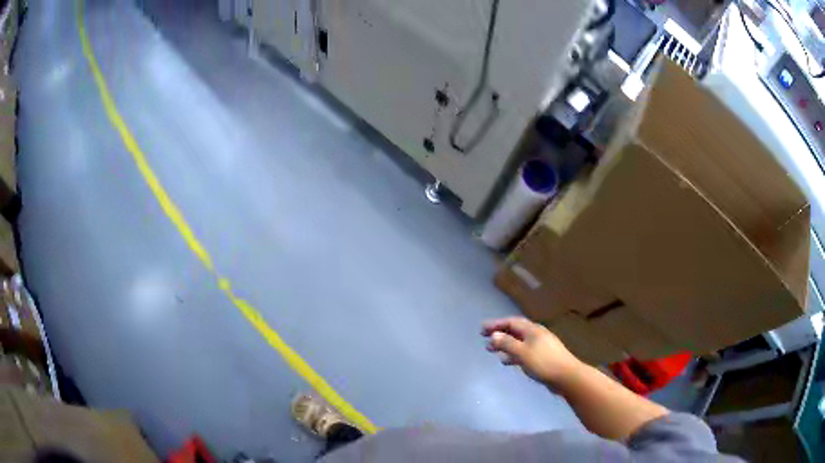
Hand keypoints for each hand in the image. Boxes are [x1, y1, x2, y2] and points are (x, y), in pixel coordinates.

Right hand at [482, 317, 582, 387]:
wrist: (566, 376)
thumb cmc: (543, 362)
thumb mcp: (522, 353)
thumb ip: (507, 343)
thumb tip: (493, 335)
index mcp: (532, 330)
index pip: (511, 322)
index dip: (496, 324)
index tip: (482, 329)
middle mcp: (536, 334)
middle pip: (515, 330)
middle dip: (500, 333)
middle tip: (485, 338)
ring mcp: (540, 346)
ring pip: (519, 342)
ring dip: (505, 345)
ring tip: (492, 351)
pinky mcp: (542, 357)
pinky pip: (523, 351)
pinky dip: (513, 353)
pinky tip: (507, 361)